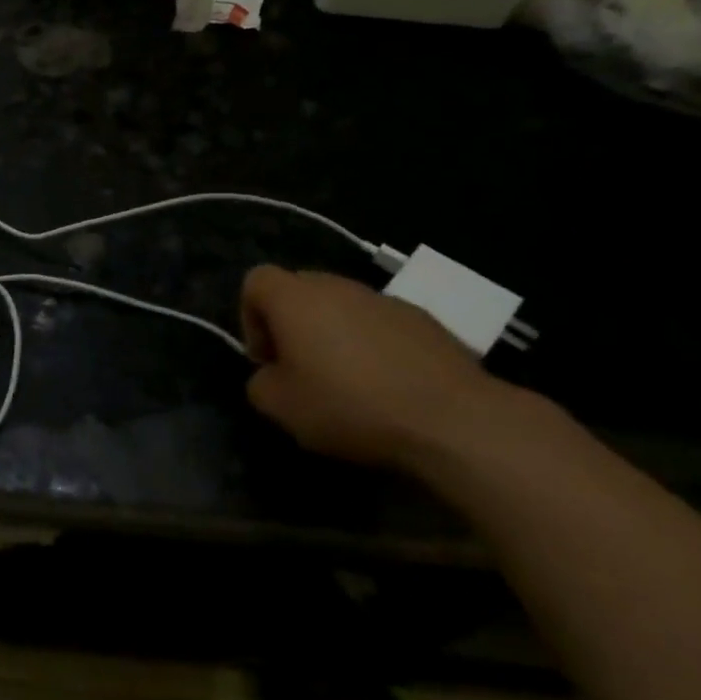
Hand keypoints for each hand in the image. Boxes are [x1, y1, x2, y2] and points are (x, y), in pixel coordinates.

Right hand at [240, 265, 514, 469]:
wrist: (451, 418)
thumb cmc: (349, 405)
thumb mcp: (281, 407)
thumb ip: (260, 384)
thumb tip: (271, 376)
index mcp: (296, 299)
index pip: (256, 280)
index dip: (250, 316)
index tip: (267, 359)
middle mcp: (337, 287)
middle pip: (299, 290)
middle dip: (291, 325)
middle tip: (300, 370)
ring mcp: (384, 300)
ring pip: (341, 306)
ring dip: (333, 335)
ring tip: (347, 382)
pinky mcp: (424, 320)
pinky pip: (380, 324)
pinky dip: (373, 346)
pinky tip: (387, 386)